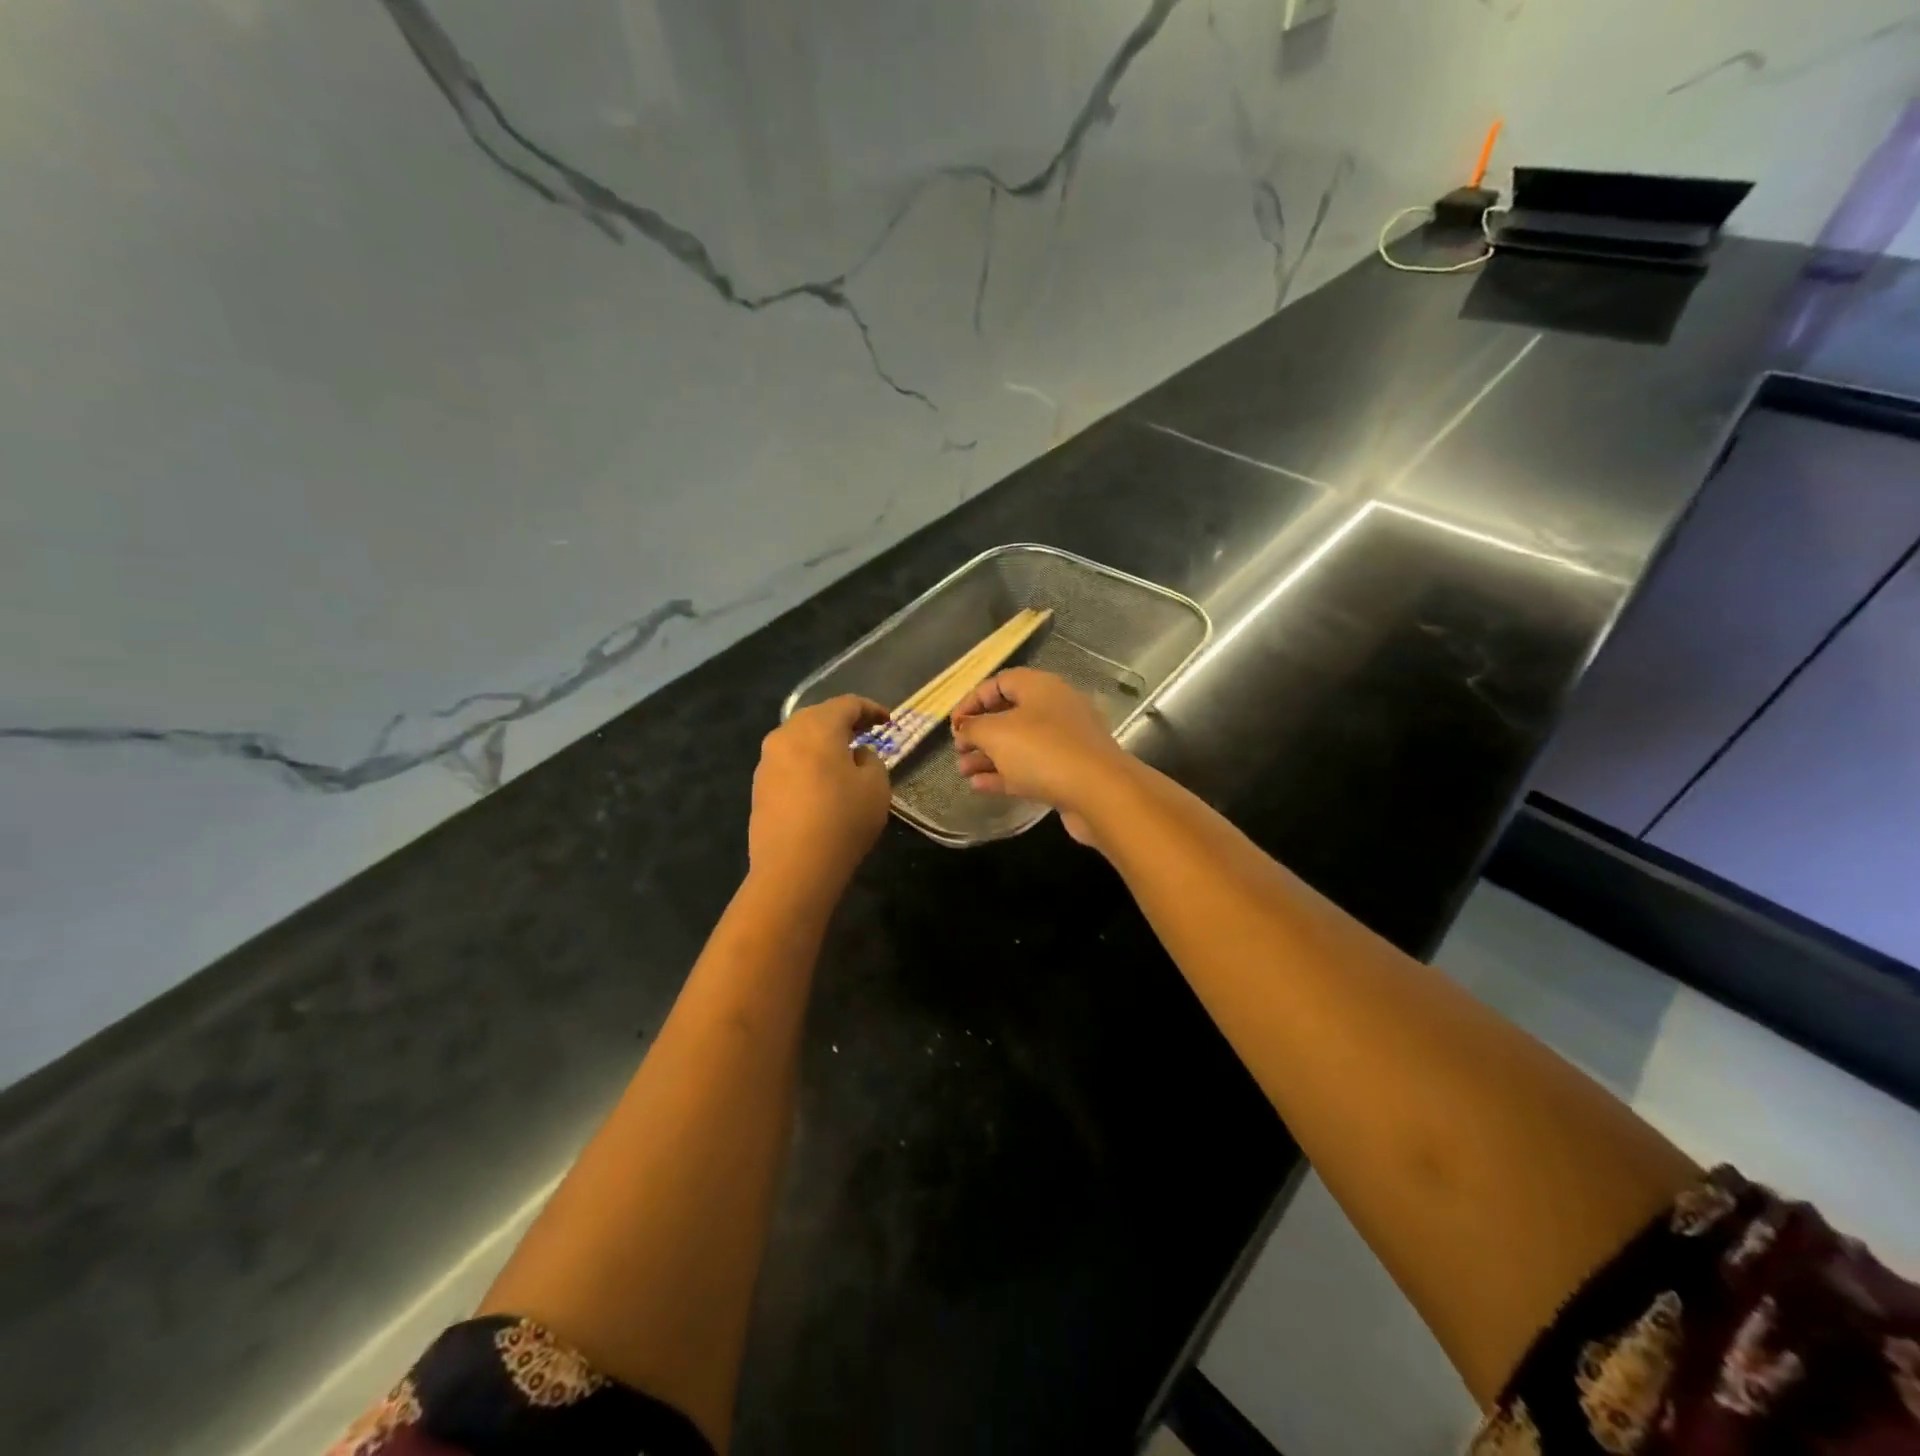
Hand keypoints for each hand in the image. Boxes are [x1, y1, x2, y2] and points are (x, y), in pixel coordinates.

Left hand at [750, 696, 893, 892]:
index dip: (871, 709)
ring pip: (799, 739)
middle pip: (817, 716)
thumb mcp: (876, 787)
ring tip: (843, 758)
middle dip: (843, 722)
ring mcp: (767, 762)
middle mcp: (786, 736)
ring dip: (822, 743)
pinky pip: (788, 762)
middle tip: (865, 733)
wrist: (793, 868)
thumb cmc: (843, 820)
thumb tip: (855, 755)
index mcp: (817, 727)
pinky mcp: (759, 788)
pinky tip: (820, 782)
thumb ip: (871, 760)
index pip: (847, 704)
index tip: (888, 721)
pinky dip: (807, 763)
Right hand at [950, 669, 1133, 843]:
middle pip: (1010, 714)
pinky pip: (1030, 768)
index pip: (999, 682)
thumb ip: (973, 727)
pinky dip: (1004, 774)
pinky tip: (979, 785)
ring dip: (988, 756)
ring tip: (962, 771)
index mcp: (1040, 687)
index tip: (953, 724)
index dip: (972, 700)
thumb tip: (965, 728)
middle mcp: (1055, 708)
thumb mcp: (996, 733)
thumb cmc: (1043, 751)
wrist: (1099, 792)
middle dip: (980, 732)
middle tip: (958, 749)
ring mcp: (1065, 742)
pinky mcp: (1068, 772)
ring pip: (1019, 744)